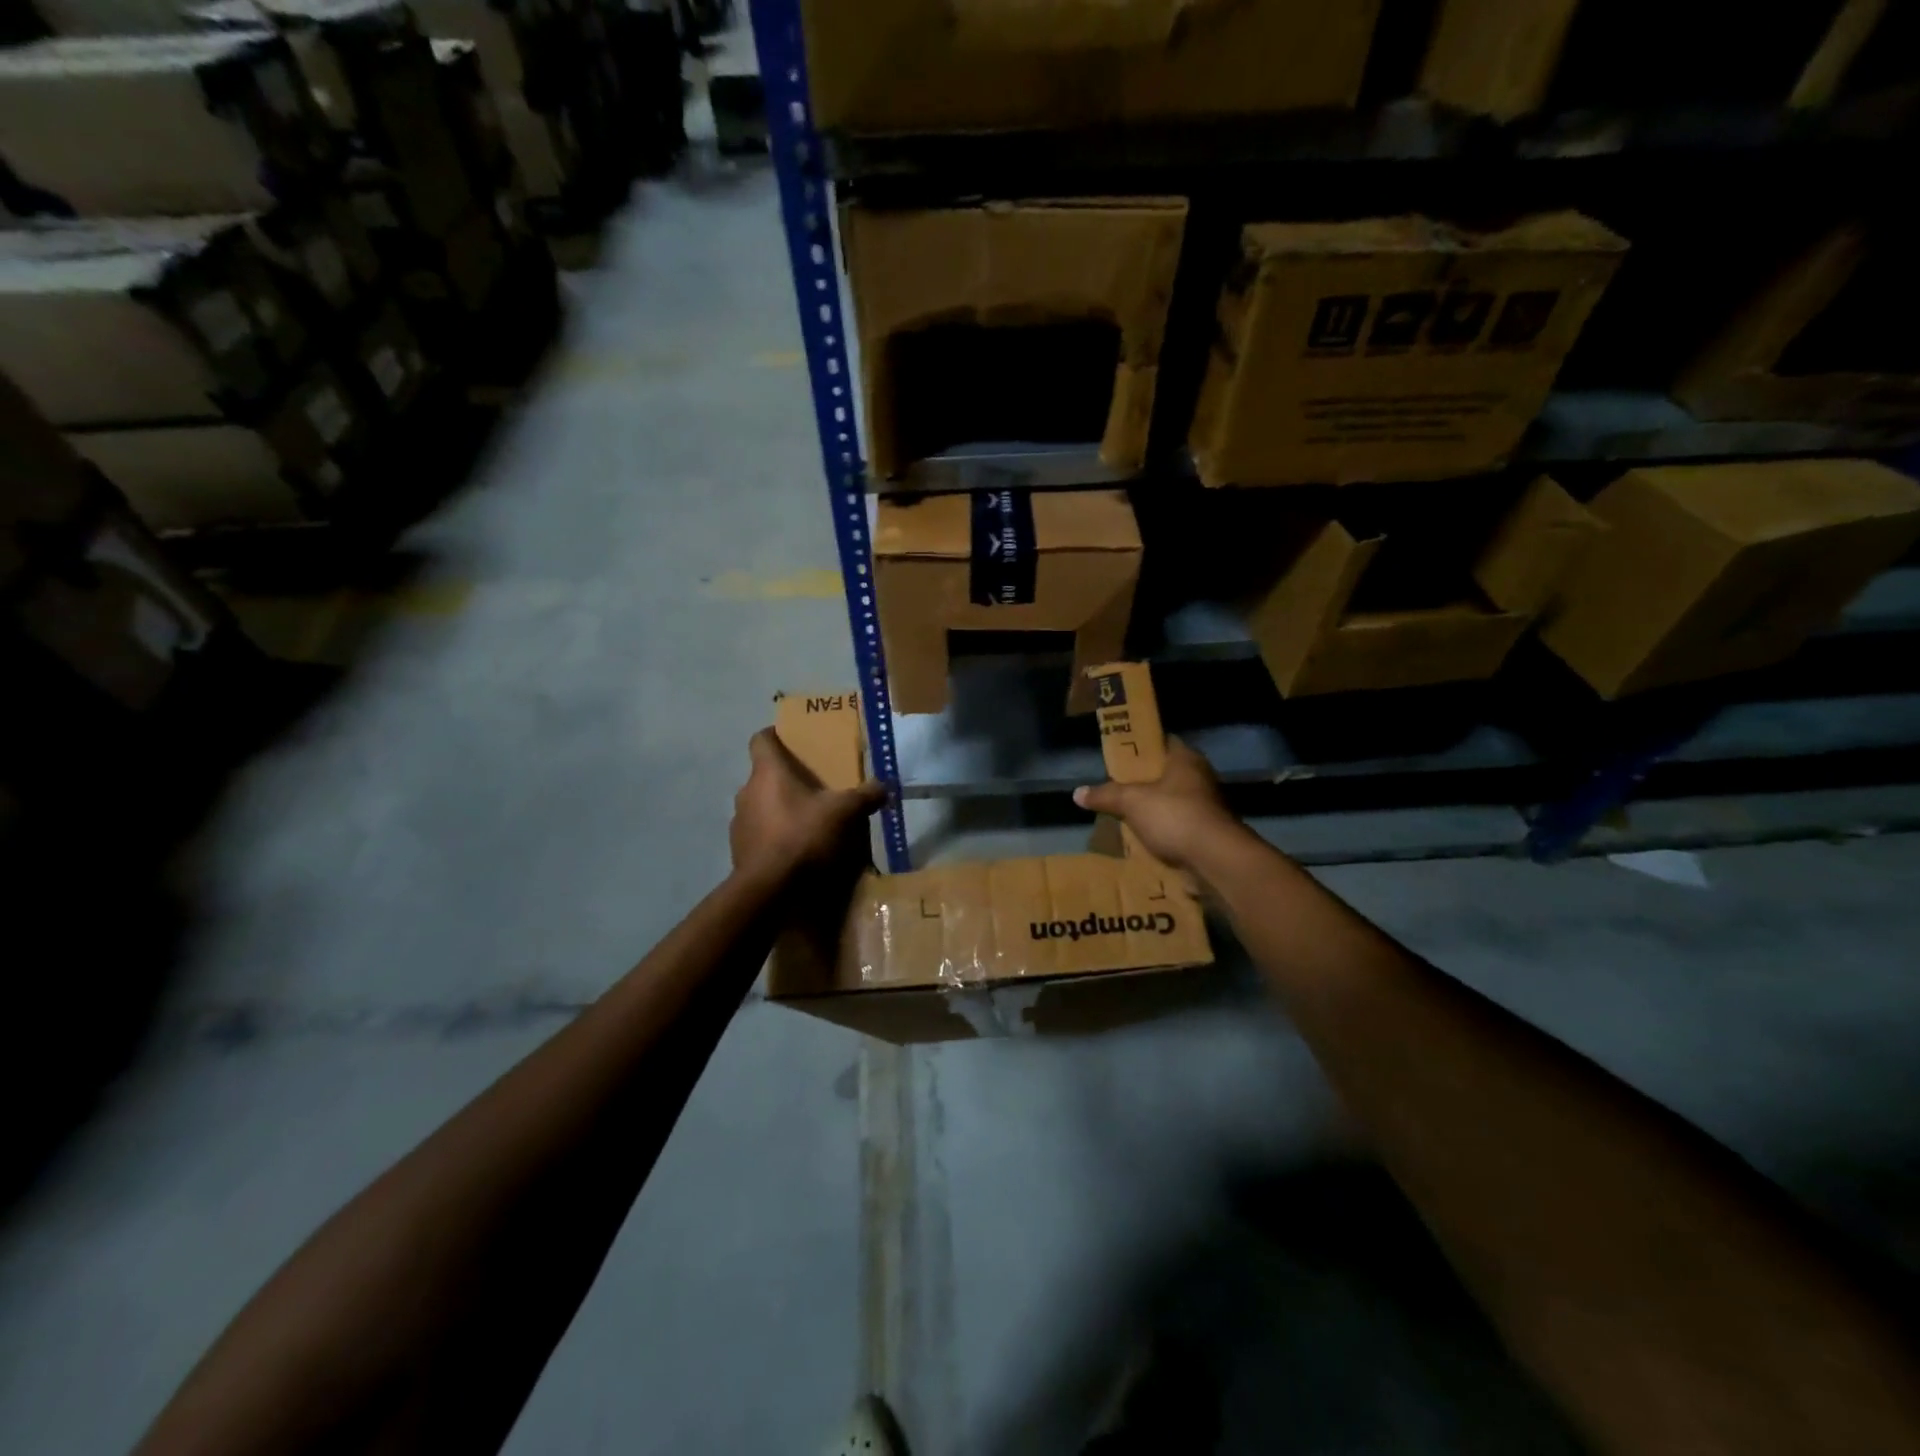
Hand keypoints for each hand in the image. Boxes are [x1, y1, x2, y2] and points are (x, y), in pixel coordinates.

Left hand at [730, 727, 885, 878]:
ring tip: (807, 822)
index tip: (792, 740)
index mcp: (767, 773)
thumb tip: (884, 786)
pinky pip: (759, 834)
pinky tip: (796, 850)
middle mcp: (746, 792)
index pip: (760, 740)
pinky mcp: (739, 851)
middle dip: (787, 779)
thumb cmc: (803, 836)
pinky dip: (774, 837)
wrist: (769, 889)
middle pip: (764, 776)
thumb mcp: (844, 812)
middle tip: (814, 788)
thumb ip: (865, 796)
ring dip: (779, 810)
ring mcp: (739, 823)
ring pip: (760, 806)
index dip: (775, 736)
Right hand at [1073, 737, 1243, 873]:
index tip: (1120, 757)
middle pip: (1168, 773)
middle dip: (1145, 781)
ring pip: (1175, 801)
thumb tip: (1077, 793)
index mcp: (1186, 759)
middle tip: (1118, 787)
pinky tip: (1148, 839)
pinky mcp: (1211, 831)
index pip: (1162, 742)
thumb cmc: (1174, 815)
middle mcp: (1201, 777)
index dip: (1141, 748)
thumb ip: (1106, 795)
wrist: (1216, 858)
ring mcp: (1209, 805)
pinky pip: (1181, 825)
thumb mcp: (1131, 802)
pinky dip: (1166, 831)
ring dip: (1156, 809)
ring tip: (1128, 816)